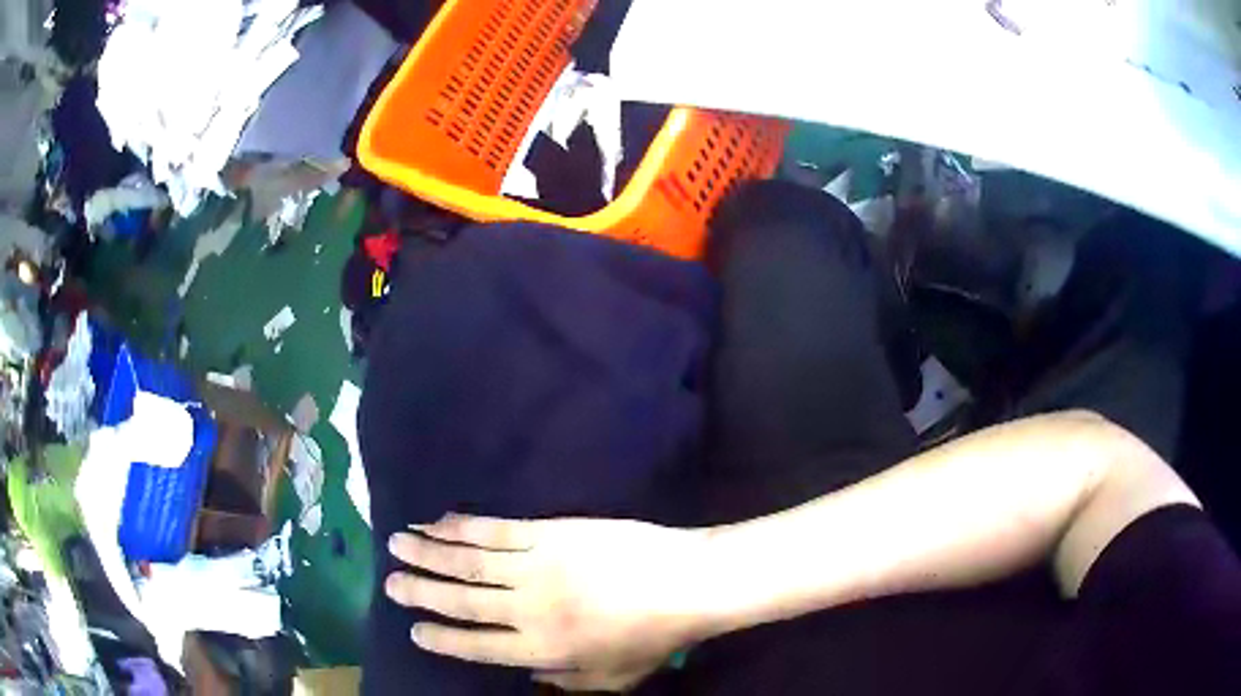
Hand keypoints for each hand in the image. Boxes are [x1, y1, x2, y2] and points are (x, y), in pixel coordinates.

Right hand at [386, 514, 710, 691]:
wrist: (686, 584)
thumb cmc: (652, 638)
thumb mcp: (612, 679)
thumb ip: (564, 681)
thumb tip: (526, 673)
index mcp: (542, 651)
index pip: (476, 645)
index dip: (440, 637)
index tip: (413, 629)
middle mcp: (527, 611)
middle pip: (460, 601)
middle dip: (421, 592)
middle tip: (389, 582)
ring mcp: (536, 568)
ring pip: (468, 561)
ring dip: (428, 552)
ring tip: (397, 543)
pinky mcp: (549, 533)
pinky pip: (495, 530)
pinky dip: (462, 526)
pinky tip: (439, 522)